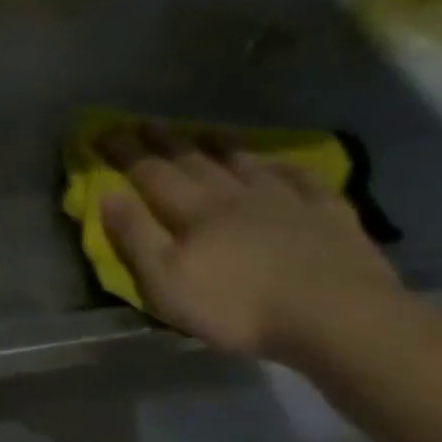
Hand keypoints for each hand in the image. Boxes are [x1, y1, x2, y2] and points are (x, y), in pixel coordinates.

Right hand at [97, 124, 403, 359]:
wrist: (337, 318)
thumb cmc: (236, 307)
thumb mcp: (165, 281)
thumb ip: (135, 237)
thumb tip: (107, 195)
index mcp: (194, 212)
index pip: (151, 174)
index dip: (126, 153)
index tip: (104, 132)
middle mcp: (236, 197)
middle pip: (195, 162)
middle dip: (166, 142)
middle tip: (147, 122)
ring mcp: (287, 202)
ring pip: (246, 164)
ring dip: (222, 146)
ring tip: (206, 131)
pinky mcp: (330, 216)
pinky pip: (304, 181)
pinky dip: (285, 167)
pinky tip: (278, 163)